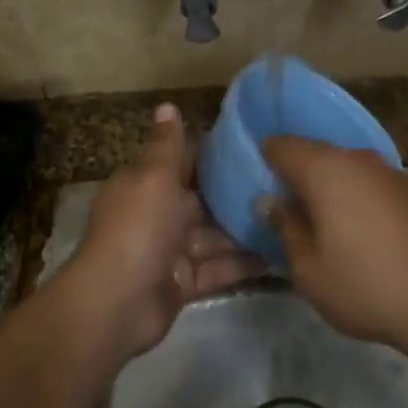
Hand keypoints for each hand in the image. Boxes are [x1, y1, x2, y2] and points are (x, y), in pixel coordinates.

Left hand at [65, 103, 262, 355]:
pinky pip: (218, 269)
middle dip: (236, 194)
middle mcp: (158, 214)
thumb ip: (167, 146)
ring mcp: (171, 251)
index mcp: (147, 184)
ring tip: (291, 217)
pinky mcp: (184, 283)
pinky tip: (279, 256)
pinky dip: (242, 264)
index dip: (214, 153)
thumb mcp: (154, 177)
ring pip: (214, 236)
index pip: (183, 161)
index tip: (255, 144)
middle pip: (203, 200)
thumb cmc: (138, 228)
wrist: (116, 302)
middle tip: (285, 182)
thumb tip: (167, 105)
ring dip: (245, 230)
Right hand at [259, 137, 407, 351]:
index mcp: (325, 169)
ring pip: (343, 169)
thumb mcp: (307, 267)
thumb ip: (284, 227)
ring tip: (314, 222)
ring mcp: (388, 173)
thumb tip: (271, 201)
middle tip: (279, 208)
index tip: (251, 182)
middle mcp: (357, 160)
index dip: (261, 159)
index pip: (280, 145)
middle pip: (314, 154)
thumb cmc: (364, 284)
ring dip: (325, 188)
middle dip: (293, 175)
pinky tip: (353, 231)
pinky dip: (352, 198)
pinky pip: (367, 184)